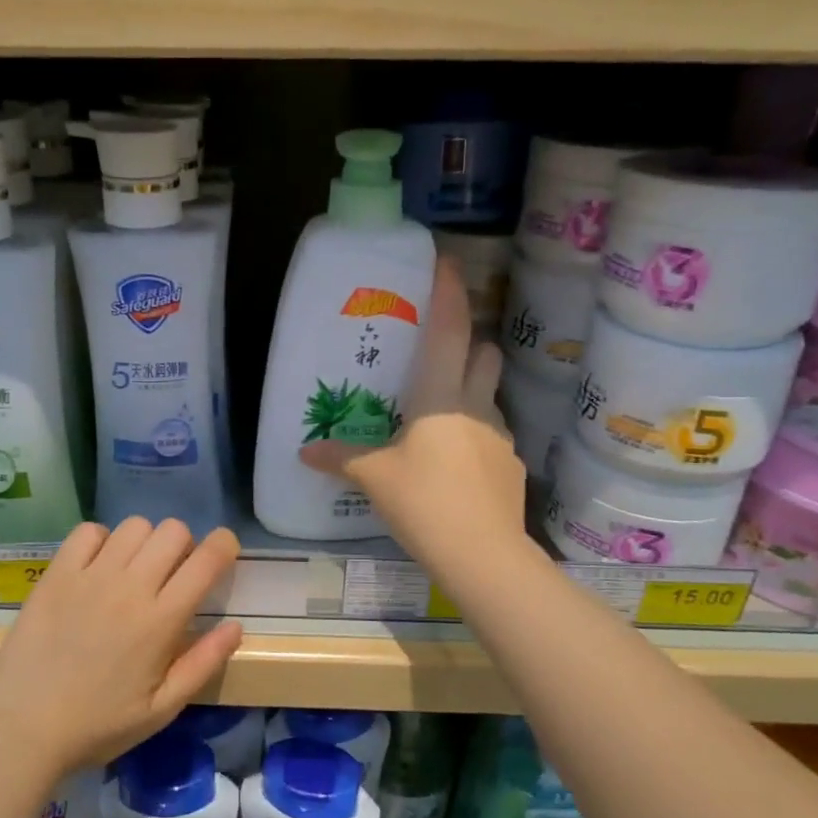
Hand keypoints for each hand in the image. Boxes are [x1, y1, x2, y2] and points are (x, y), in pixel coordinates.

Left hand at [0, 519, 243, 773]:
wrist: (23, 729)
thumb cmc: (99, 724)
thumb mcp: (162, 709)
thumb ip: (203, 664)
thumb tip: (235, 626)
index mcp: (161, 621)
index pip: (206, 560)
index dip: (224, 545)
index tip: (223, 552)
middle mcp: (130, 588)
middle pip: (173, 531)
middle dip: (184, 544)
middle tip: (172, 573)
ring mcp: (90, 577)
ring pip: (134, 526)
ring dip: (145, 541)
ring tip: (133, 569)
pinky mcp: (56, 575)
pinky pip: (88, 531)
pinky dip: (101, 540)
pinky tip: (97, 566)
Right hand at [301, 257, 526, 568]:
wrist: (483, 555)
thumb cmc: (424, 502)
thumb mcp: (375, 478)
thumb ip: (342, 458)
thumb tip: (304, 451)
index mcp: (441, 396)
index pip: (449, 330)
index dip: (448, 294)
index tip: (447, 263)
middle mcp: (477, 406)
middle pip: (485, 354)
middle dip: (471, 343)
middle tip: (442, 352)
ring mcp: (501, 436)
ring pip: (490, 395)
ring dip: (472, 391)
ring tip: (441, 415)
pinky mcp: (512, 466)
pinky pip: (492, 435)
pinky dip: (475, 434)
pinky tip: (455, 462)